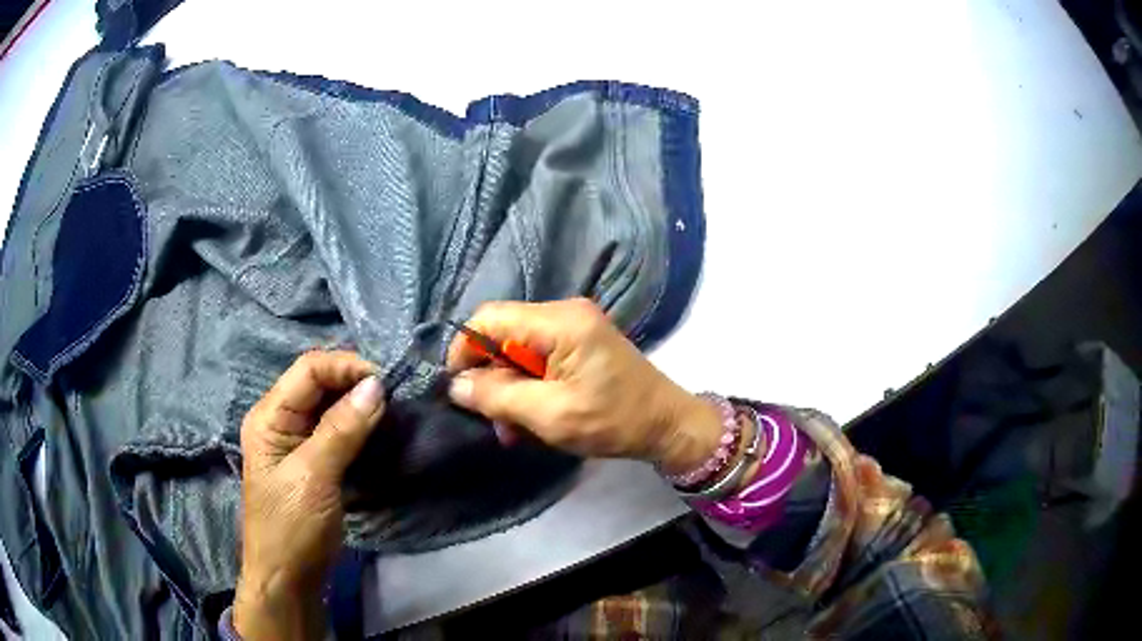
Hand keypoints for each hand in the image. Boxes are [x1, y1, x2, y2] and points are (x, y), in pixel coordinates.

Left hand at [234, 351, 384, 640]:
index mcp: (269, 416)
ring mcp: (296, 441)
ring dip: (359, 403)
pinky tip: (378, 428)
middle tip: (394, 395)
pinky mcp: (313, 460)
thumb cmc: (291, 527)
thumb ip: (342, 430)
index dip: (345, 366)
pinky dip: (358, 424)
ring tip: (392, 408)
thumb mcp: (314, 477)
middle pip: (318, 383)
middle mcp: (280, 420)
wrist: (288, 578)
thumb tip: (376, 386)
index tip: (386, 381)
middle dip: (354, 382)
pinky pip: (336, 430)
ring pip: (329, 405)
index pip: (308, 370)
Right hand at [445, 299, 723, 473]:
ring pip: (517, 350)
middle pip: (503, 334)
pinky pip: (537, 359)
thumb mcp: (551, 415)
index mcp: (560, 322)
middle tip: (492, 419)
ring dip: (509, 389)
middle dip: (491, 377)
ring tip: (512, 430)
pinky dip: (528, 387)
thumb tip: (456, 386)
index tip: (458, 388)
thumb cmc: (614, 421)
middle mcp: (564, 313)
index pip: (490, 317)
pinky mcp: (579, 344)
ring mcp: (574, 328)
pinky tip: (530, 419)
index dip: (465, 350)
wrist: (667, 425)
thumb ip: (498, 397)